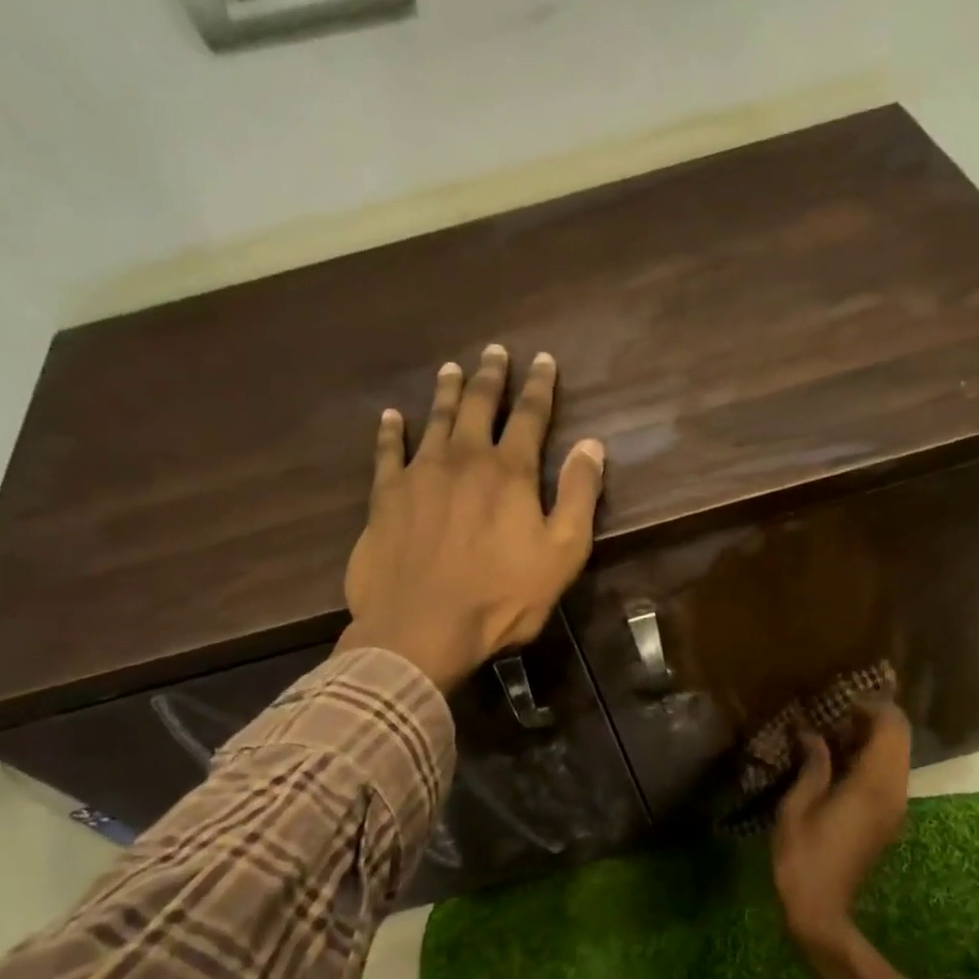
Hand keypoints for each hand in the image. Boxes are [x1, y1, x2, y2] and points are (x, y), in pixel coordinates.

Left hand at [342, 345, 605, 691]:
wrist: (422, 627)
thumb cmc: (502, 597)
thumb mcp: (562, 554)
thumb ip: (579, 497)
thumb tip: (592, 445)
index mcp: (510, 473)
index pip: (531, 418)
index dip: (540, 388)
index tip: (544, 360)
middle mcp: (464, 460)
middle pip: (480, 407)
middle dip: (492, 377)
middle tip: (496, 351)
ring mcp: (420, 474)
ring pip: (436, 420)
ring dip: (447, 392)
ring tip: (452, 368)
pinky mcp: (385, 497)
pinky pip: (388, 452)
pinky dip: (391, 431)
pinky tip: (392, 416)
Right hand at [772, 701, 911, 947]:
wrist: (821, 909)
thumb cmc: (802, 857)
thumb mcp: (797, 806)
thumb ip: (813, 765)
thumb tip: (813, 734)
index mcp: (872, 785)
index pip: (891, 728)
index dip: (872, 706)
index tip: (840, 701)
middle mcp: (894, 792)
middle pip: (900, 739)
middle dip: (874, 719)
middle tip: (835, 714)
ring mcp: (896, 807)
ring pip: (898, 757)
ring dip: (873, 739)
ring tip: (833, 734)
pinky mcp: (890, 818)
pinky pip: (890, 775)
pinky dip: (872, 758)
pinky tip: (840, 761)